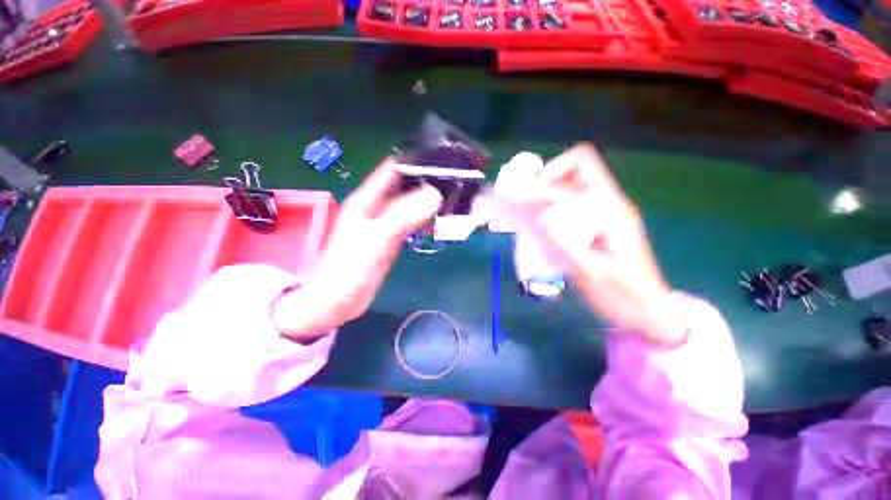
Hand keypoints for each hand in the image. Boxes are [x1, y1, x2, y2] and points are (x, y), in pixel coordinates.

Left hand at [272, 159, 442, 340]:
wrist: (337, 301)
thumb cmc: (350, 269)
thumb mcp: (376, 239)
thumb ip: (403, 216)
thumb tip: (436, 194)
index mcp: (367, 199)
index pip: (394, 168)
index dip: (416, 159)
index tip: (444, 158)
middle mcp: (376, 206)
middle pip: (405, 184)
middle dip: (428, 178)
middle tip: (457, 177)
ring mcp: (384, 223)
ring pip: (410, 202)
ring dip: (428, 197)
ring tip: (455, 194)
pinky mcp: (391, 238)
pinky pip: (411, 220)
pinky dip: (425, 216)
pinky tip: (441, 218)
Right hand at [506, 144, 686, 346]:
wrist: (647, 310)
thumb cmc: (621, 295)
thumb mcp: (590, 273)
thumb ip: (564, 244)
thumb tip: (540, 216)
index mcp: (611, 211)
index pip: (576, 175)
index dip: (543, 183)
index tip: (517, 199)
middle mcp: (610, 203)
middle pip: (580, 166)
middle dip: (548, 175)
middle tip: (526, 197)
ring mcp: (606, 211)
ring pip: (576, 180)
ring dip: (550, 186)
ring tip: (529, 205)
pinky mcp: (600, 223)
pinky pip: (573, 198)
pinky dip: (553, 200)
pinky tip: (542, 219)